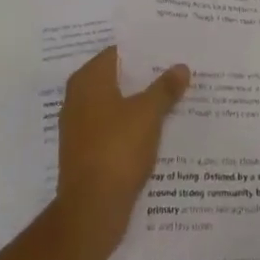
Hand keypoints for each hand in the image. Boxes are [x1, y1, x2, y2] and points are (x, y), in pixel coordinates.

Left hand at [56, 46, 188, 257]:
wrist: (91, 210)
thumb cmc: (117, 149)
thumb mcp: (148, 114)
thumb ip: (165, 88)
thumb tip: (181, 66)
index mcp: (88, 80)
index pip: (117, 52)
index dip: (143, 50)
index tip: (167, 49)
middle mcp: (77, 98)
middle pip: (116, 78)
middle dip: (144, 77)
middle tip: (175, 71)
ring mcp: (79, 127)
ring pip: (115, 105)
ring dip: (139, 103)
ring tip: (172, 99)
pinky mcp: (85, 153)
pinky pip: (112, 129)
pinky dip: (131, 127)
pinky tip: (156, 131)